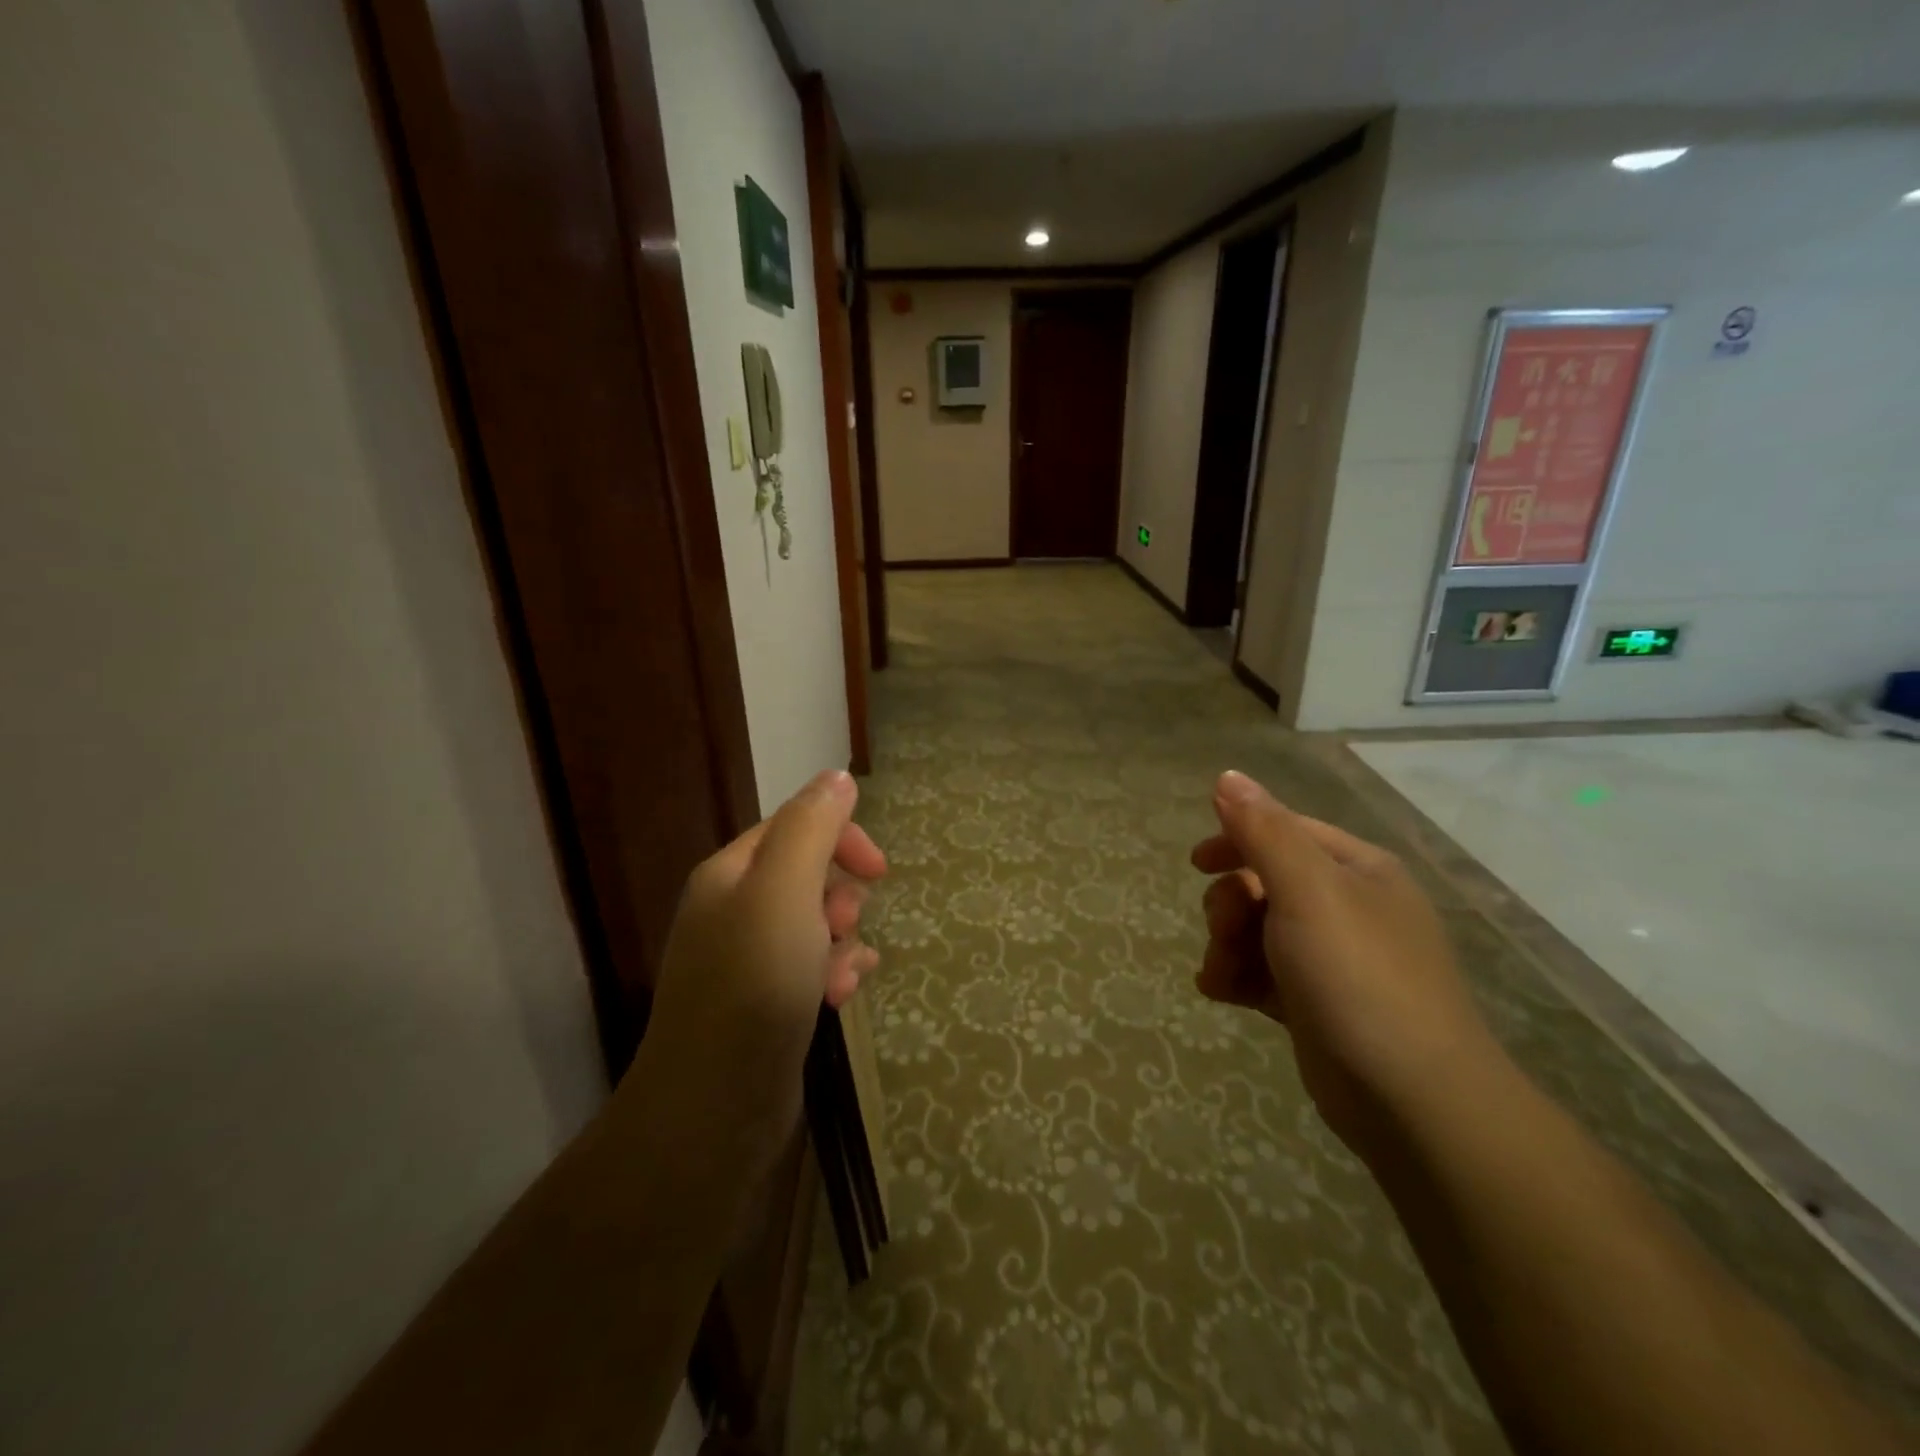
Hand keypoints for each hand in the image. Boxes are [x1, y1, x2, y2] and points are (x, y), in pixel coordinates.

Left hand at [624, 770, 886, 1185]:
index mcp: (731, 873)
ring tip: (844, 977)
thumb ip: (812, 828)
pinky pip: (812, 968)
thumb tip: (837, 778)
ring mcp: (747, 961)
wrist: (716, 1108)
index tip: (880, 870)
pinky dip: (834, 974)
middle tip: (843, 927)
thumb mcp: (784, 890)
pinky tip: (843, 998)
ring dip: (843, 942)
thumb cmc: (754, 984)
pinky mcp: (765, 1003)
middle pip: (809, 875)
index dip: (842, 838)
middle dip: (841, 896)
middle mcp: (734, 910)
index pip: (795, 826)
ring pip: (816, 925)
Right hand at [1190, 770, 1498, 1159]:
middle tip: (1225, 931)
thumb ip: (1264, 831)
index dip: (1236, 839)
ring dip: (1227, 945)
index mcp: (1356, 869)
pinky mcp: (1315, 1004)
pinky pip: (1261, 973)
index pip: (1284, 831)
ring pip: (1256, 930)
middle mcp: (1348, 907)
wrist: (1412, 1101)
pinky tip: (1222, 993)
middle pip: (1263, 882)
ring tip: (1221, 974)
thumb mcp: (1308, 891)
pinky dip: (1237, 977)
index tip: (1197, 863)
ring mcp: (1333, 958)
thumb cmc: (1358, 977)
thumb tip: (1227, 776)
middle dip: (1230, 904)